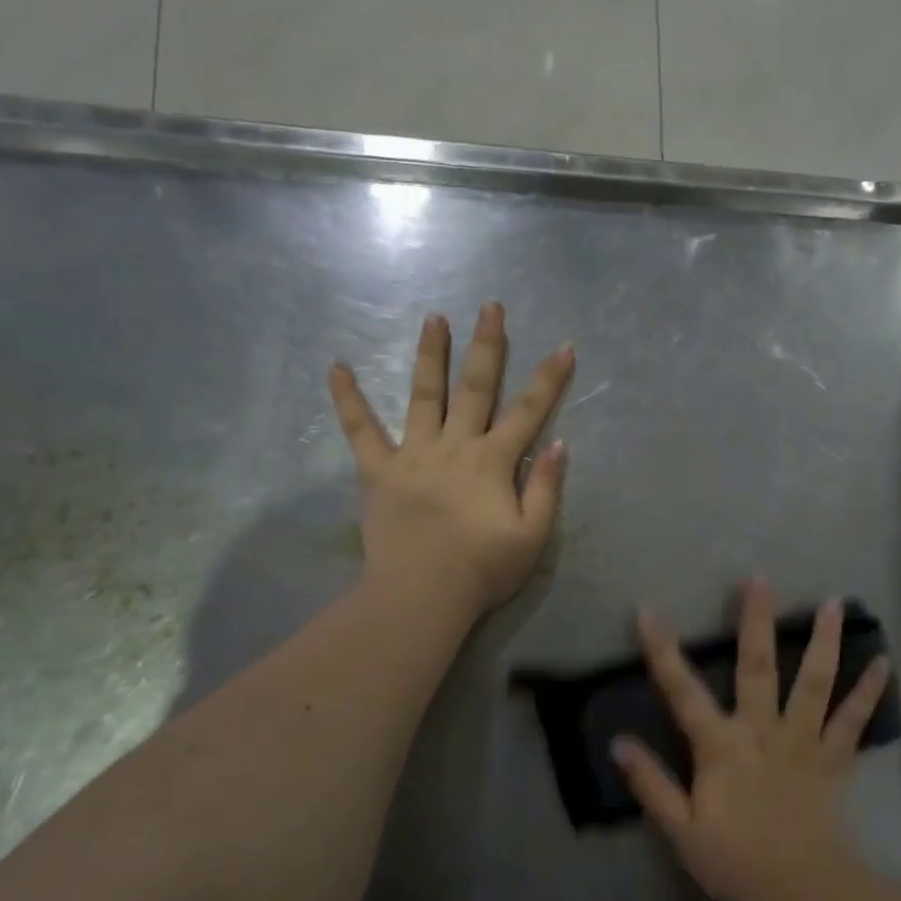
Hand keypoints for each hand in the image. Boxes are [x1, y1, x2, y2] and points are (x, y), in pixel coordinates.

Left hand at [329, 302, 573, 620]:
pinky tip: (336, 366)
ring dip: (430, 355)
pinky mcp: (379, 472)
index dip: (549, 379)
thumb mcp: (532, 536)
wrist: (422, 595)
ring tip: (433, 318)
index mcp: (493, 462)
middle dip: (487, 345)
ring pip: (423, 395)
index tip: (564, 347)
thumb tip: (557, 444)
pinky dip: (347, 399)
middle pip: (474, 387)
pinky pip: (360, 430)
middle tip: (490, 306)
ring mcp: (413, 455)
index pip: (528, 411)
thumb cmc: (482, 570)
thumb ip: (546, 488)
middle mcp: (455, 446)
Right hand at [614, 579, 892, 900]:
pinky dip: (869, 692)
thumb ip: (651, 783)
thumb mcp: (681, 829)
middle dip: (755, 621)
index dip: (662, 650)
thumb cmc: (735, 862)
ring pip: (814, 683)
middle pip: (758, 667)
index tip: (648, 609)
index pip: (682, 690)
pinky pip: (853, 721)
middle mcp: (762, 730)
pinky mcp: (833, 759)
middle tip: (760, 578)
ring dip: (824, 642)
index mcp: (720, 746)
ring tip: (833, 604)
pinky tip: (885, 663)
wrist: (801, 892)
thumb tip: (619, 743)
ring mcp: (803, 741)